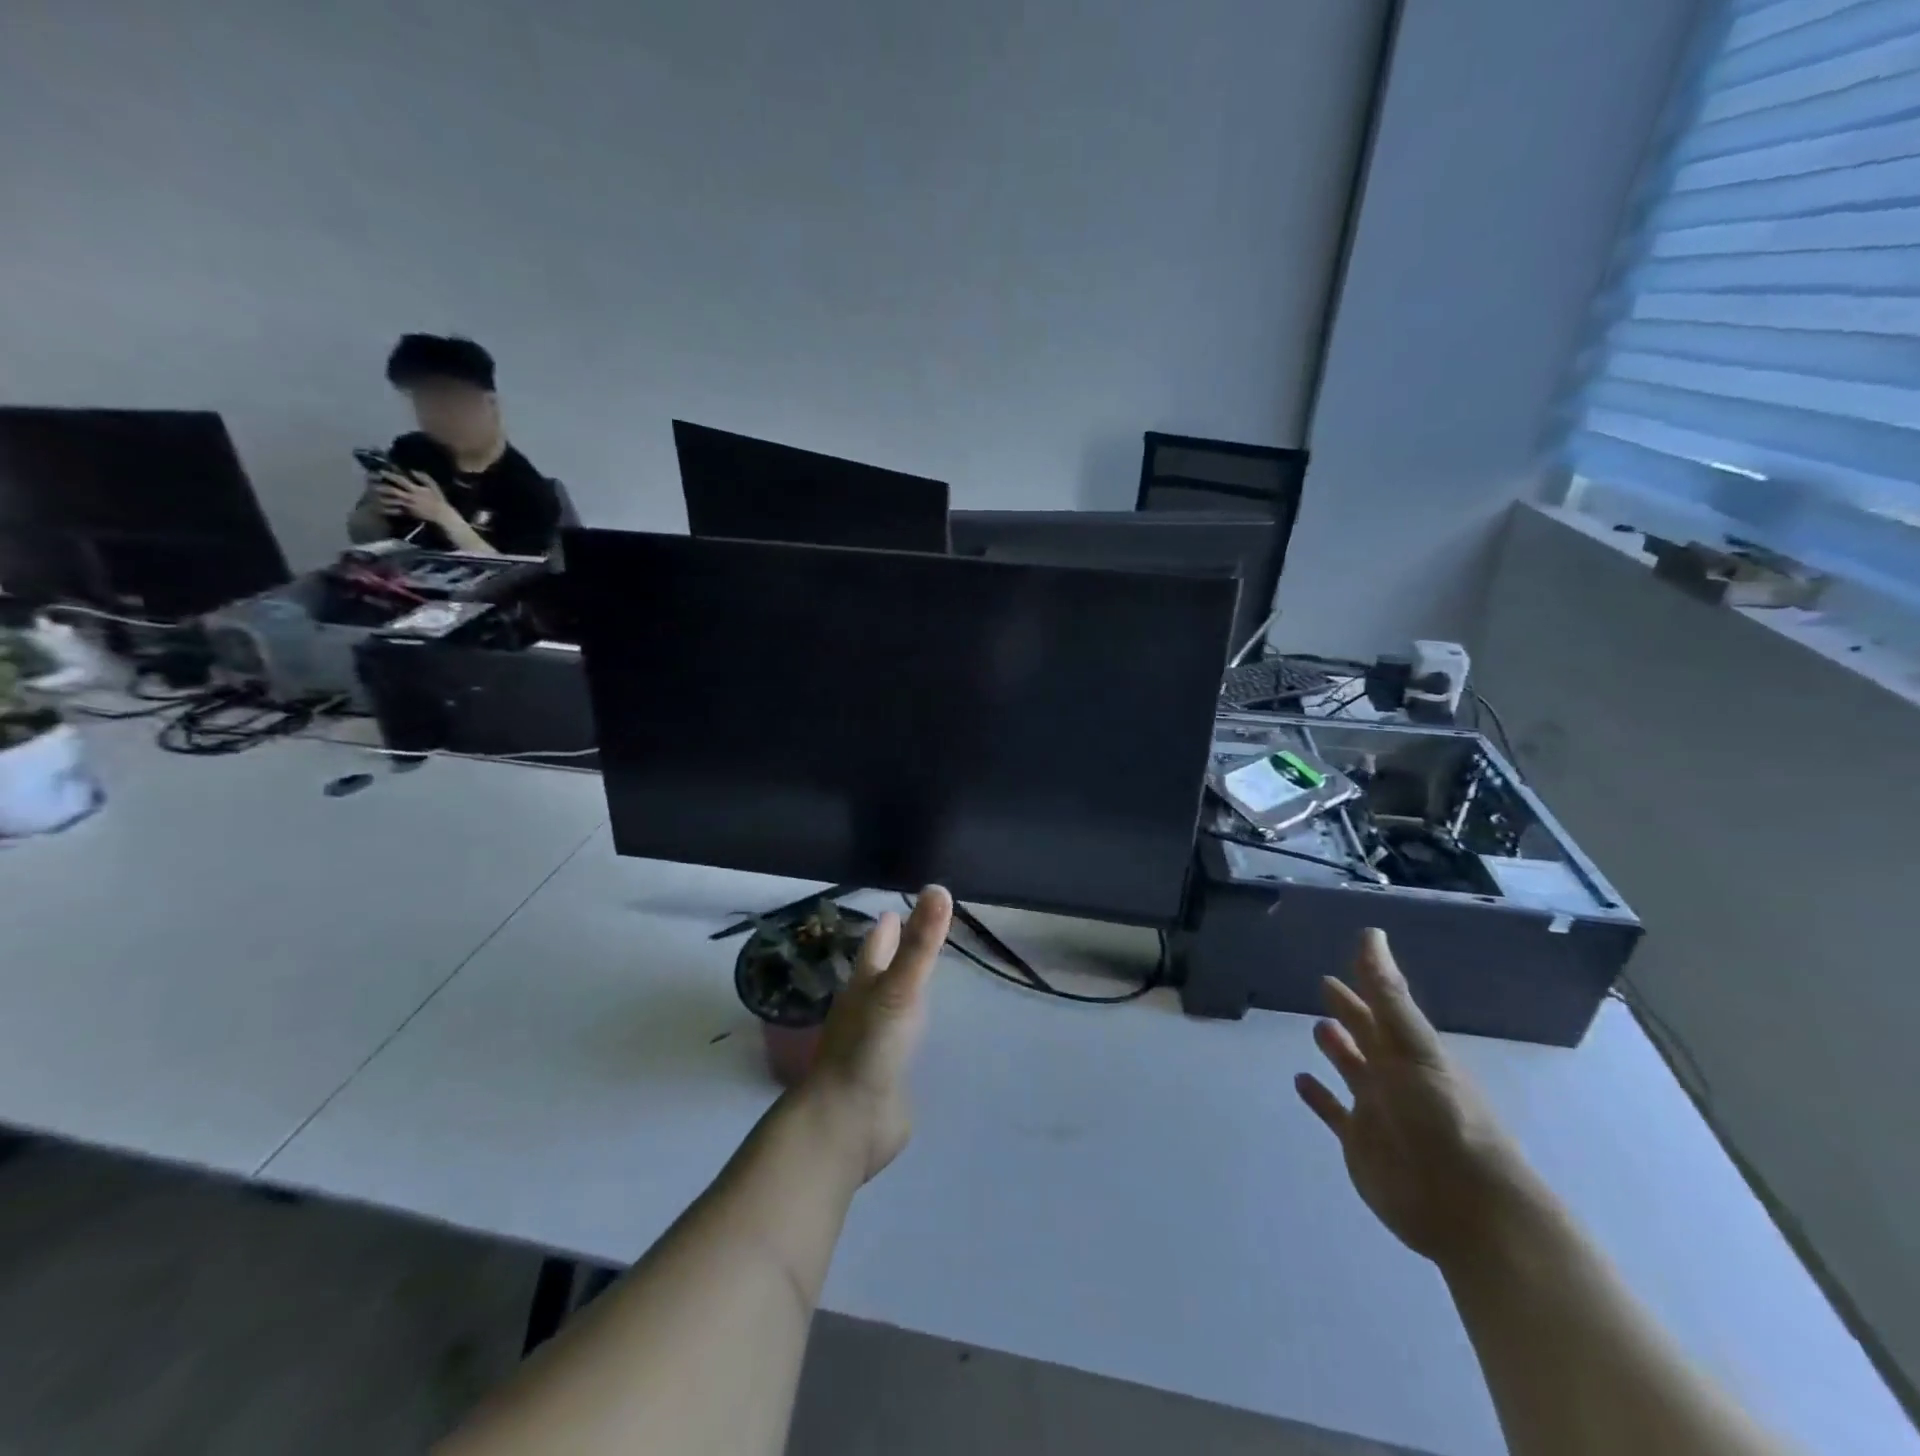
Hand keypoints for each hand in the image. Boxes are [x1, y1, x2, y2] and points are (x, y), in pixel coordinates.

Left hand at [375, 470, 453, 525]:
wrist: (442, 516)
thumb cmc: (438, 500)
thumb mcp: (434, 487)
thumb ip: (424, 477)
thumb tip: (412, 470)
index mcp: (415, 490)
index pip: (400, 480)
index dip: (390, 475)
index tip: (381, 471)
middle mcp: (409, 497)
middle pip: (391, 490)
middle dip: (381, 486)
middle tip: (372, 484)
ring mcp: (408, 506)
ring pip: (391, 500)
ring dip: (381, 497)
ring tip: (373, 494)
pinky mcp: (408, 513)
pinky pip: (394, 510)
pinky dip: (387, 508)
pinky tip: (381, 506)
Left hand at [797, 886, 952, 1182]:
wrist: (847, 1123)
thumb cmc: (869, 1048)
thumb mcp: (899, 989)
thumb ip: (921, 944)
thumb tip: (939, 888)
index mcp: (863, 986)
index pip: (875, 946)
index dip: (886, 928)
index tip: (894, 909)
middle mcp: (864, 1011)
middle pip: (878, 974)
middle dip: (891, 955)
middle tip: (910, 935)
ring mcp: (871, 1046)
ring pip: (887, 1008)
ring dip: (900, 992)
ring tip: (917, 980)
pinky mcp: (883, 1077)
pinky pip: (897, 1045)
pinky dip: (907, 1032)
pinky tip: (918, 1035)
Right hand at [1297, 929, 1544, 1267]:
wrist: (1467, 1208)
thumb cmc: (1444, 1118)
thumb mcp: (1415, 1047)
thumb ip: (1387, 994)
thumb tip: (1371, 934)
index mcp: (1412, 1052)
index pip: (1383, 1010)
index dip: (1365, 985)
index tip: (1347, 960)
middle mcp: (1395, 1077)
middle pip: (1368, 1037)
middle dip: (1350, 1013)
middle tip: (1326, 985)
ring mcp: (1377, 1111)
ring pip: (1353, 1071)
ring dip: (1337, 1050)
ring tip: (1318, 1028)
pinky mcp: (1360, 1143)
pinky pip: (1334, 1112)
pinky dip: (1318, 1097)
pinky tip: (1301, 1081)